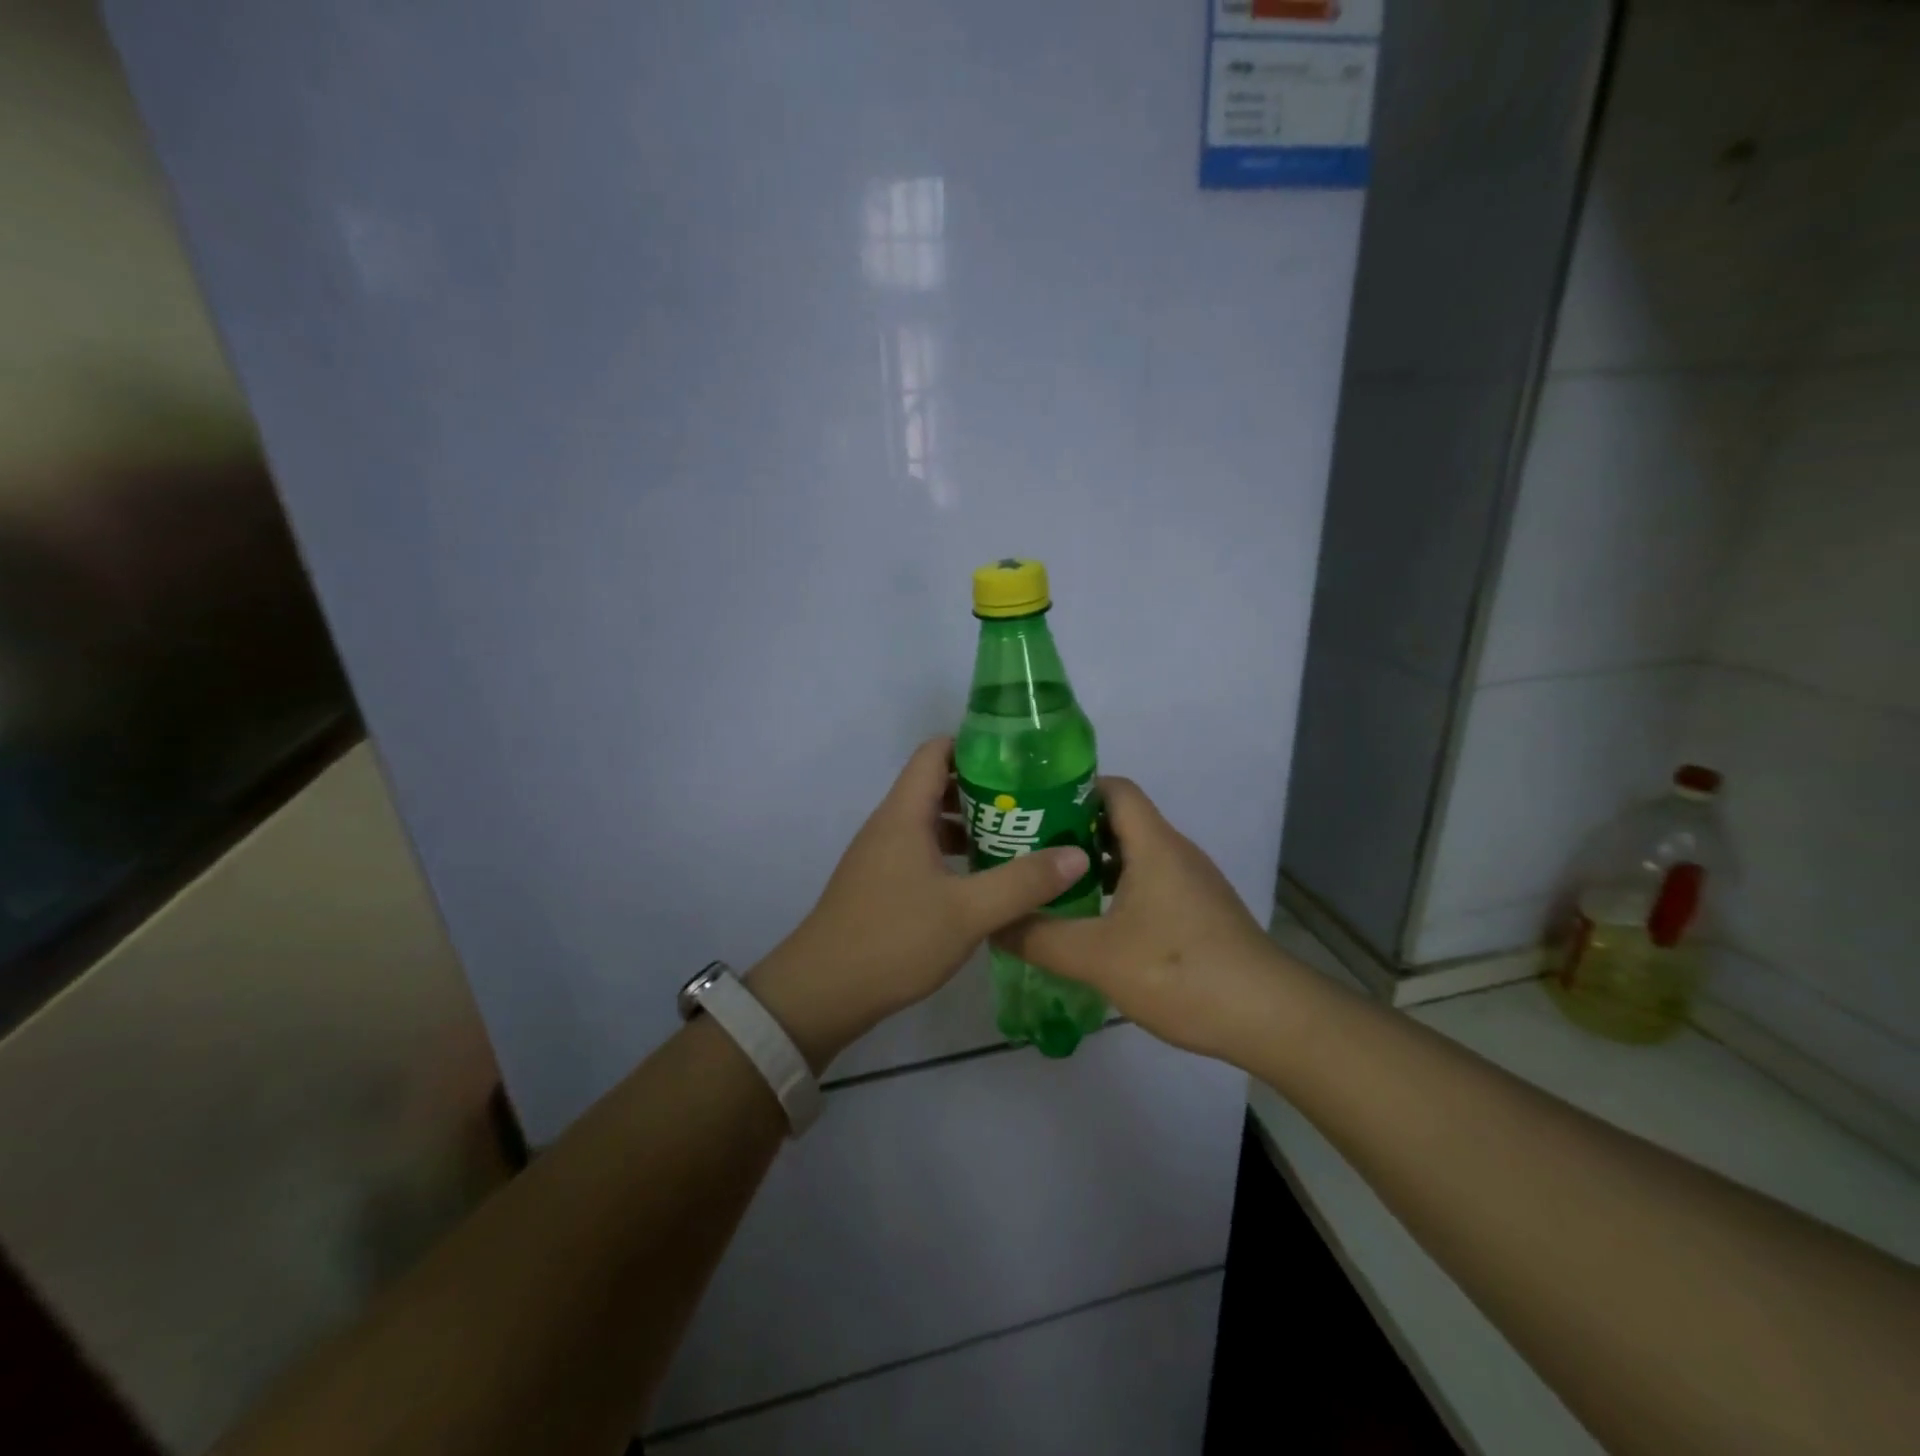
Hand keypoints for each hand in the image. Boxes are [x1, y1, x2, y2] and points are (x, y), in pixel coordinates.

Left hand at [751, 738, 1088, 1068]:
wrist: (821, 993)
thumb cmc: (894, 940)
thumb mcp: (968, 912)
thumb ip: (1023, 883)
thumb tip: (1078, 855)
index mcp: (905, 814)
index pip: (936, 752)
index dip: (976, 746)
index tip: (1021, 759)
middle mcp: (890, 825)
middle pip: (937, 785)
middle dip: (985, 789)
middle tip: (1034, 803)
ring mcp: (882, 855)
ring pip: (931, 822)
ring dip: (971, 824)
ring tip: (1019, 839)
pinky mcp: (881, 884)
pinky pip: (922, 851)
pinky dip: (954, 853)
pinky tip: (984, 879)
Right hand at [995, 777, 1296, 1059]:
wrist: (1268, 1017)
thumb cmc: (1181, 973)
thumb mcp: (1097, 957)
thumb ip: (1039, 937)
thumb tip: (994, 923)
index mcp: (1154, 845)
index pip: (1113, 789)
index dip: (1072, 788)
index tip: (1030, 807)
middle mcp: (1175, 852)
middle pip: (1119, 819)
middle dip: (1071, 829)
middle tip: (1026, 849)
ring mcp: (1191, 882)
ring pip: (1134, 853)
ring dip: (1092, 862)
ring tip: (1050, 884)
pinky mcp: (1198, 910)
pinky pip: (1148, 881)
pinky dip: (1116, 887)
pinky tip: (1092, 920)